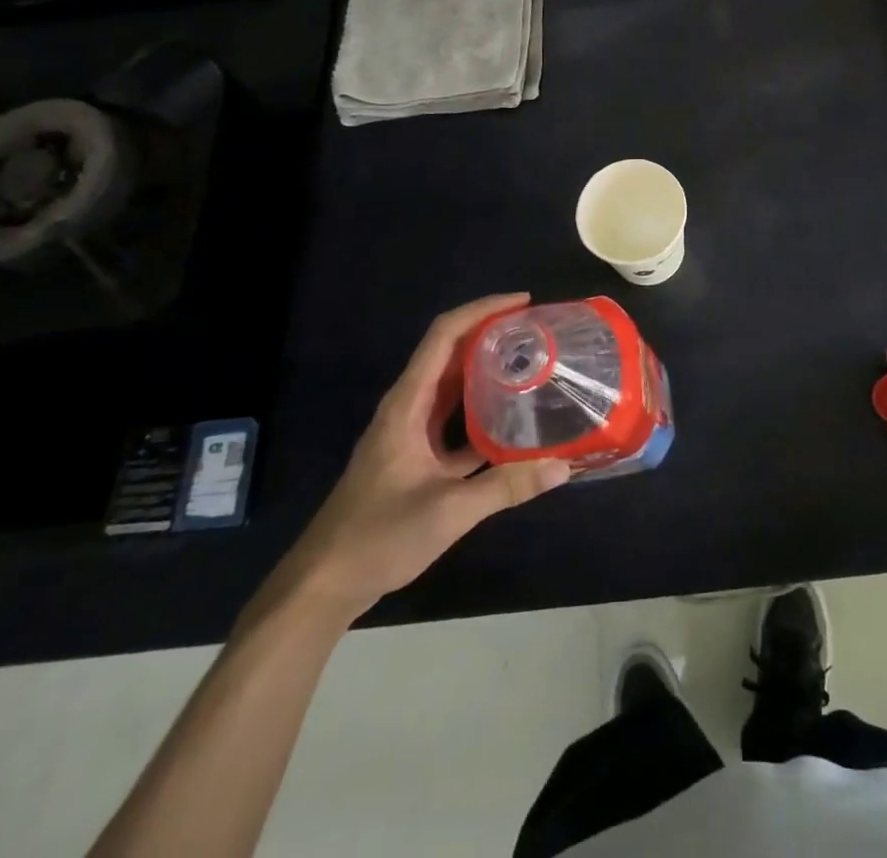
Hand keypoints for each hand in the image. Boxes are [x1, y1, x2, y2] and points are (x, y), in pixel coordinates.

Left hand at [269, 294, 569, 623]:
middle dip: (491, 334)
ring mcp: (409, 433)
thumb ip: (506, 486)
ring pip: (452, 387)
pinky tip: (513, 422)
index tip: (523, 302)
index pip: (444, 336)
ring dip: (487, 370)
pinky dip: (482, 412)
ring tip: (531, 364)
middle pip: (450, 353)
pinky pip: (452, 420)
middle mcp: (408, 408)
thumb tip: (563, 465)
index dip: (482, 310)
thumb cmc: (377, 537)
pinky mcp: (414, 458)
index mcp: (408, 404)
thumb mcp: (448, 511)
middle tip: (537, 331)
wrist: (323, 585)